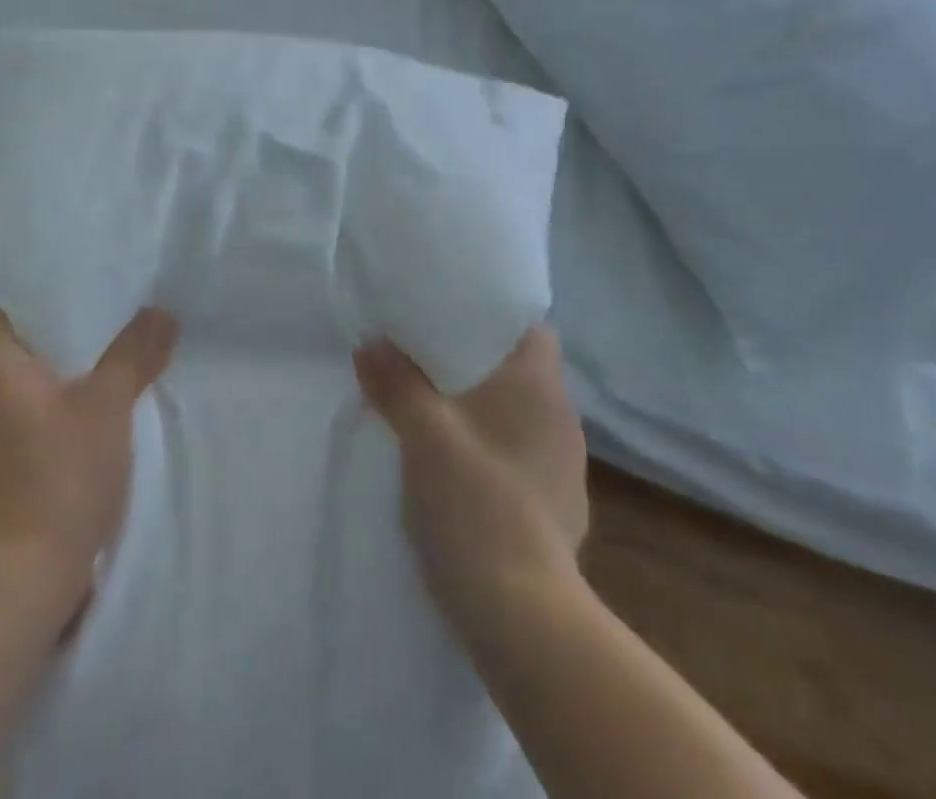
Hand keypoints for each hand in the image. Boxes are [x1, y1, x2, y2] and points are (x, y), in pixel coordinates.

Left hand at [0, 304, 176, 609]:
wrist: (9, 590)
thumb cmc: (54, 477)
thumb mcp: (108, 406)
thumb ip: (133, 353)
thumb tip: (160, 311)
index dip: (31, 302)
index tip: (75, 298)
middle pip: (6, 354)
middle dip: (52, 344)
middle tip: (105, 329)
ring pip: (11, 397)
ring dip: (49, 388)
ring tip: (101, 375)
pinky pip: (13, 434)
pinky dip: (42, 426)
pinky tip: (82, 434)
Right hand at [354, 326, 588, 626]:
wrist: (523, 616)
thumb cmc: (475, 502)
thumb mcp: (422, 434)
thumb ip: (395, 382)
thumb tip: (370, 343)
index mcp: (540, 385)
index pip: (532, 328)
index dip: (495, 318)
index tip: (454, 319)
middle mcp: (563, 418)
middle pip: (522, 372)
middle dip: (479, 366)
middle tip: (429, 364)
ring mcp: (566, 469)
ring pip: (521, 419)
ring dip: (486, 414)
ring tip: (439, 418)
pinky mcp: (559, 511)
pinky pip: (523, 461)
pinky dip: (495, 456)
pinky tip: (464, 475)